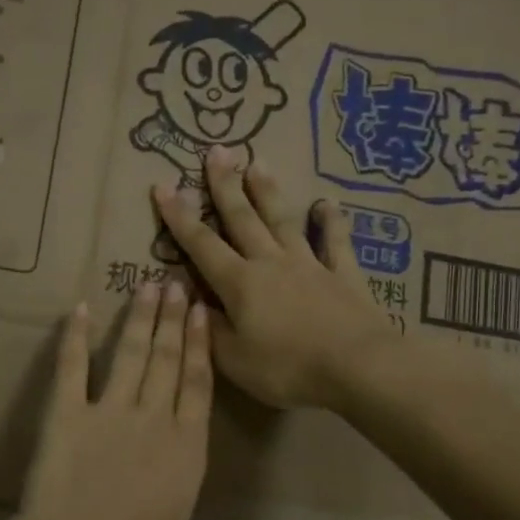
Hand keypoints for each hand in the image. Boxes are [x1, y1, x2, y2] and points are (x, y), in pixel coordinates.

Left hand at [19, 284, 235, 519]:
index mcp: (188, 449)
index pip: (199, 385)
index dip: (201, 347)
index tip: (203, 314)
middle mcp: (155, 419)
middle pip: (169, 359)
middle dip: (174, 318)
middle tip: (177, 281)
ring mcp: (111, 411)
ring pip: (132, 353)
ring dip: (141, 318)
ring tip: (148, 285)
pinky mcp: (68, 412)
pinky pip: (73, 366)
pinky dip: (75, 337)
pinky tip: (79, 309)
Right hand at [152, 146, 396, 409]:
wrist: (357, 368)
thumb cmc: (287, 368)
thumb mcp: (234, 360)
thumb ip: (210, 329)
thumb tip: (192, 301)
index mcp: (239, 283)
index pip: (201, 245)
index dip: (179, 217)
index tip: (162, 186)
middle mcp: (271, 263)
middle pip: (243, 219)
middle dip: (225, 186)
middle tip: (217, 151)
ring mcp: (310, 265)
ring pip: (284, 221)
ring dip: (269, 193)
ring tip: (258, 163)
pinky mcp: (344, 275)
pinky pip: (335, 243)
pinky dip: (331, 222)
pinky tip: (328, 204)